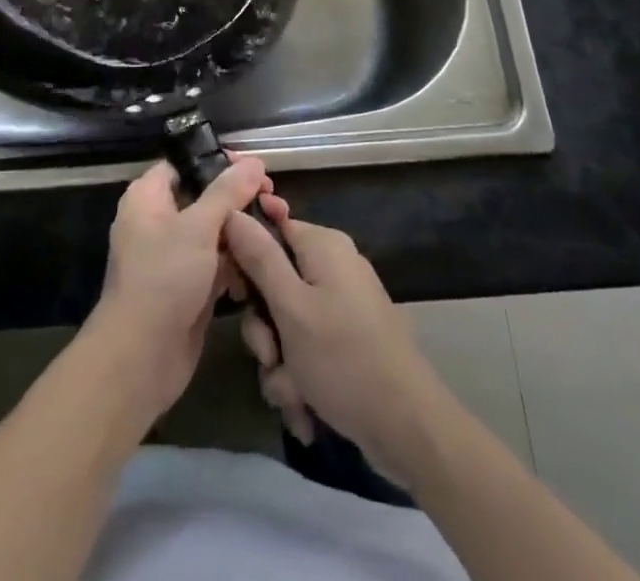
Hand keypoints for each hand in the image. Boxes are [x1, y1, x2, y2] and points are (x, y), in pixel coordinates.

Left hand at [86, 155, 283, 417]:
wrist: (141, 358)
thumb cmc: (163, 278)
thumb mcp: (198, 227)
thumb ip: (227, 192)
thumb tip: (254, 162)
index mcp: (148, 197)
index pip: (185, 164)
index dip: (218, 162)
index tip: (254, 167)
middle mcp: (158, 221)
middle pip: (204, 197)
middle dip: (238, 200)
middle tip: (273, 201)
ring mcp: (173, 256)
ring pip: (213, 232)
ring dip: (242, 232)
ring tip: (276, 227)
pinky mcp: (188, 287)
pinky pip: (216, 263)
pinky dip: (236, 263)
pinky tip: (261, 264)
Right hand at [225, 207, 448, 475]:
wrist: (408, 428)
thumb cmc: (344, 358)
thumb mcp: (291, 308)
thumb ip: (259, 257)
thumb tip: (232, 211)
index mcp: (323, 246)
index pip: (269, 229)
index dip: (246, 259)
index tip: (236, 293)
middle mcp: (333, 267)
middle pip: (274, 284)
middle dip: (265, 330)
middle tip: (270, 356)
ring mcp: (343, 305)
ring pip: (287, 325)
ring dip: (281, 364)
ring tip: (293, 395)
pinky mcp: (348, 340)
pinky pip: (308, 349)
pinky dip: (301, 379)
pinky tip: (306, 411)